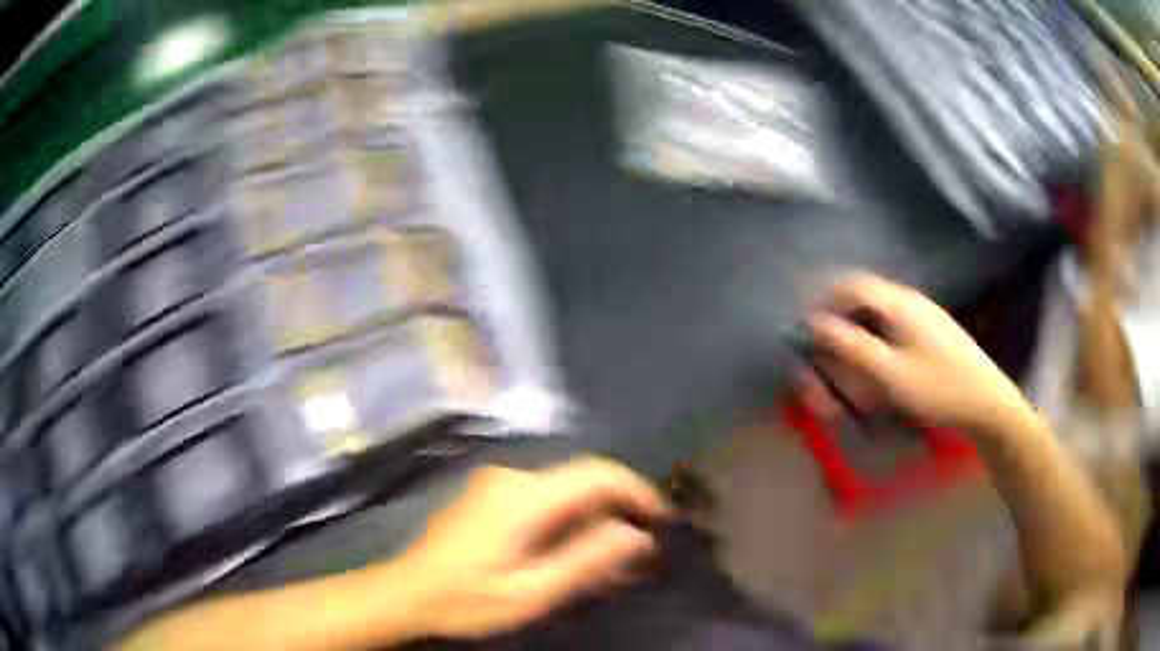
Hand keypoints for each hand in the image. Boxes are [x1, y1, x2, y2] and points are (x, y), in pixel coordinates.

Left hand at [397, 457, 667, 639]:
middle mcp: (512, 477)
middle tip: (639, 551)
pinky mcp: (490, 495)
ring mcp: (497, 483)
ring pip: (565, 489)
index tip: (663, 520)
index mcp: (523, 496)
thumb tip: (637, 535)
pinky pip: (544, 497)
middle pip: (583, 480)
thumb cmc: (466, 600)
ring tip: (611, 558)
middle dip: (618, 510)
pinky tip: (572, 550)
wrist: (405, 593)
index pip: (598, 474)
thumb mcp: (531, 592)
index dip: (638, 492)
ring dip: (594, 517)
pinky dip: (569, 519)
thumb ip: (587, 561)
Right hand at [807, 274, 1025, 431]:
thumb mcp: (890, 374)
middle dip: (840, 323)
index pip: (852, 285)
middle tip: (828, 356)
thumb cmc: (939, 389)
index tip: (808, 326)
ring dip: (859, 335)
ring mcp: (925, 314)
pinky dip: (877, 343)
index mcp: (899, 304)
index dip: (824, 300)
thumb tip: (815, 323)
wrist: (987, 402)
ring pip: (879, 314)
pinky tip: (880, 371)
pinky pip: (894, 327)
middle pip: (864, 298)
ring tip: (852, 370)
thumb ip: (852, 347)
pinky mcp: (933, 331)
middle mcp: (910, 300)